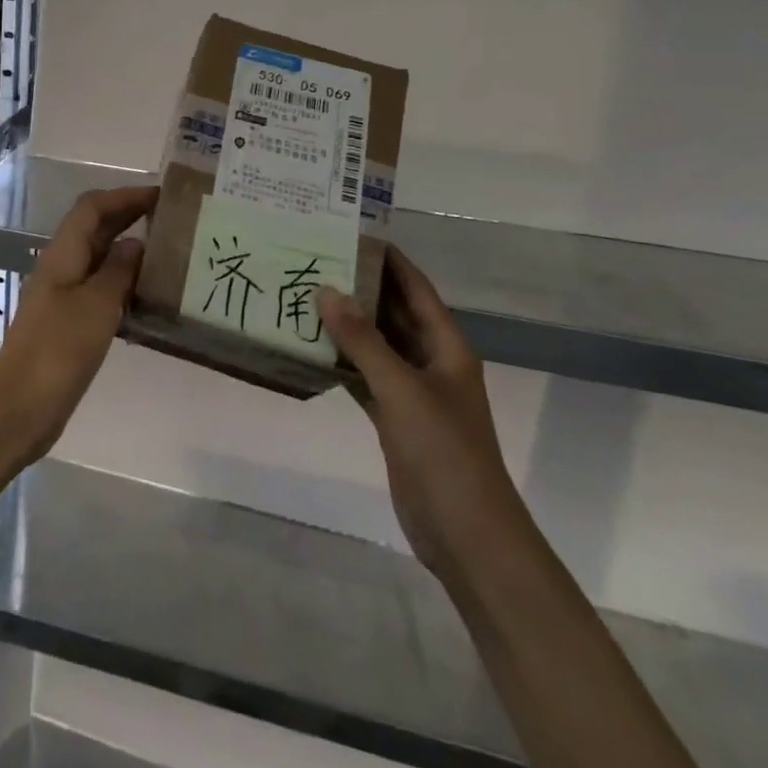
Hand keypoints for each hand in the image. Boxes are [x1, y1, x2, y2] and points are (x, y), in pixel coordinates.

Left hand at [0, 185, 155, 457]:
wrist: (22, 407)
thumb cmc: (59, 350)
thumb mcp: (96, 305)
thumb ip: (118, 270)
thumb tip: (135, 243)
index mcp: (62, 255)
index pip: (92, 207)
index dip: (124, 195)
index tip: (161, 195)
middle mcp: (61, 268)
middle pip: (94, 229)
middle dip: (129, 217)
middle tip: (172, 219)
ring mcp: (62, 297)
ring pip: (98, 260)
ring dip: (128, 251)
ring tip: (168, 255)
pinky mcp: (68, 324)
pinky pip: (99, 290)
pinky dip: (123, 284)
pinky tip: (148, 298)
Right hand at [316, 248, 530, 580]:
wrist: (466, 534)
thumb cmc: (444, 452)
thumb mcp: (402, 389)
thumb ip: (363, 341)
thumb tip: (327, 290)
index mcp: (447, 347)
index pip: (416, 289)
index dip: (389, 260)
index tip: (352, 233)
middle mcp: (431, 362)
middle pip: (393, 313)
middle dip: (359, 288)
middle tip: (314, 260)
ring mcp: (412, 392)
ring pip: (375, 345)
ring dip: (345, 325)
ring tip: (301, 296)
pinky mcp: (394, 419)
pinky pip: (363, 377)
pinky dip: (340, 362)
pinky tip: (308, 349)